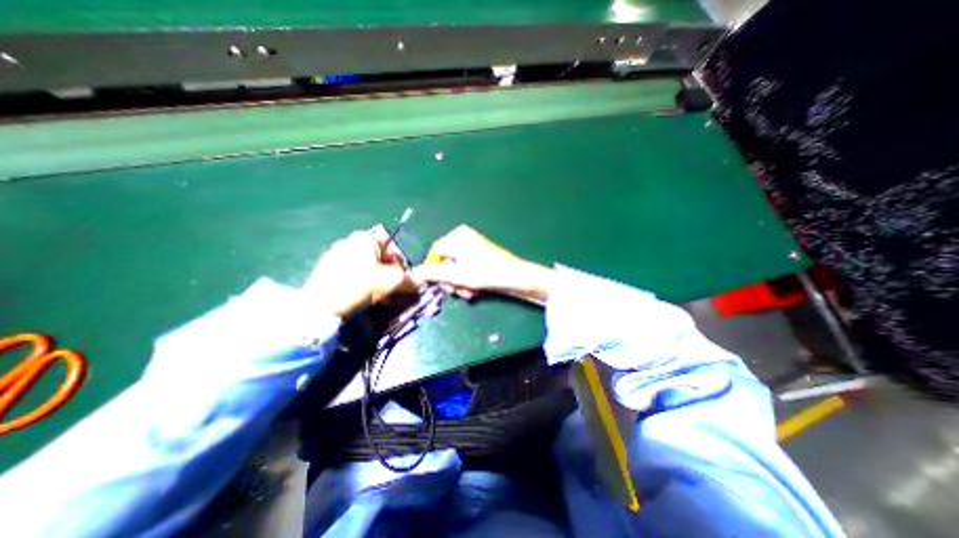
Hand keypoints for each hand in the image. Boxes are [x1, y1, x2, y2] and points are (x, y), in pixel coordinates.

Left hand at [304, 224, 414, 316]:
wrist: (322, 304)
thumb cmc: (362, 285)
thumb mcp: (392, 282)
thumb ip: (409, 279)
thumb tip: (419, 281)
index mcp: (366, 238)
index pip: (391, 244)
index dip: (399, 261)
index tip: (401, 276)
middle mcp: (349, 240)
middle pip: (376, 254)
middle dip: (385, 269)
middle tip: (389, 285)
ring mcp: (333, 253)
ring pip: (361, 263)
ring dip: (371, 275)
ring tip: (375, 292)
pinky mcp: (323, 268)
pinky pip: (347, 271)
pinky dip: (356, 280)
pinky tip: (358, 294)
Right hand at [413, 225, 555, 303]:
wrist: (515, 277)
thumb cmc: (485, 273)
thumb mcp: (456, 275)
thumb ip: (432, 274)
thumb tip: (412, 274)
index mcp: (456, 236)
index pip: (434, 253)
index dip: (435, 271)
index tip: (441, 285)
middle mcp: (463, 237)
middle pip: (445, 261)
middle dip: (450, 280)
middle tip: (457, 291)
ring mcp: (473, 245)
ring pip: (456, 268)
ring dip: (460, 283)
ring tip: (470, 292)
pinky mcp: (481, 254)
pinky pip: (466, 267)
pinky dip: (468, 279)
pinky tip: (476, 289)